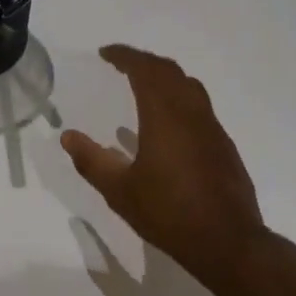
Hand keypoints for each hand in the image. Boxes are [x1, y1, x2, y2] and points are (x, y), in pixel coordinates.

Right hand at [61, 45, 267, 286]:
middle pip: (169, 71)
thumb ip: (92, 161)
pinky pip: (199, 107)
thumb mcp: (120, 191)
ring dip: (165, 78)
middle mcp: (191, 113)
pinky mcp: (223, 146)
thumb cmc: (168, 213)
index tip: (105, 53)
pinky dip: (179, 100)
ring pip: (189, 87)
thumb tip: (68, 137)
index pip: (145, 69)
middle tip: (121, 65)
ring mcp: (212, 128)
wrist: (227, 242)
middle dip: (144, 62)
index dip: (125, 56)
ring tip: (143, 87)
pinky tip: (166, 126)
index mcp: (165, 116)